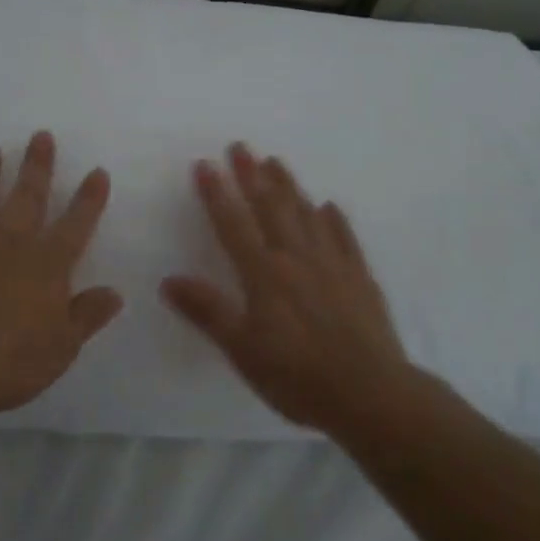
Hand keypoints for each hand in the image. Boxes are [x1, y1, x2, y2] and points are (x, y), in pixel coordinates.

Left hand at [0, 130, 122, 416]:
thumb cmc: (7, 363)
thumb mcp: (60, 348)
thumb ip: (86, 316)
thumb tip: (114, 293)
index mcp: (45, 266)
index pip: (75, 226)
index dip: (89, 200)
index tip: (97, 172)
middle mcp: (7, 245)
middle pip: (27, 199)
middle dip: (37, 167)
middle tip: (40, 136)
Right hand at [161, 142, 407, 433]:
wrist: (371, 394)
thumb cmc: (298, 376)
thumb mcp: (242, 350)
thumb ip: (207, 311)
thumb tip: (168, 279)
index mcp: (264, 273)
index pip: (233, 224)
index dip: (216, 193)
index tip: (204, 164)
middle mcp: (296, 258)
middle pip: (271, 208)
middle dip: (252, 175)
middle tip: (240, 146)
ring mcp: (332, 264)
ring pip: (306, 214)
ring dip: (289, 186)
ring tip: (276, 162)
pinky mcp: (360, 278)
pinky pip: (345, 238)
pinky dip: (334, 219)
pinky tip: (328, 206)